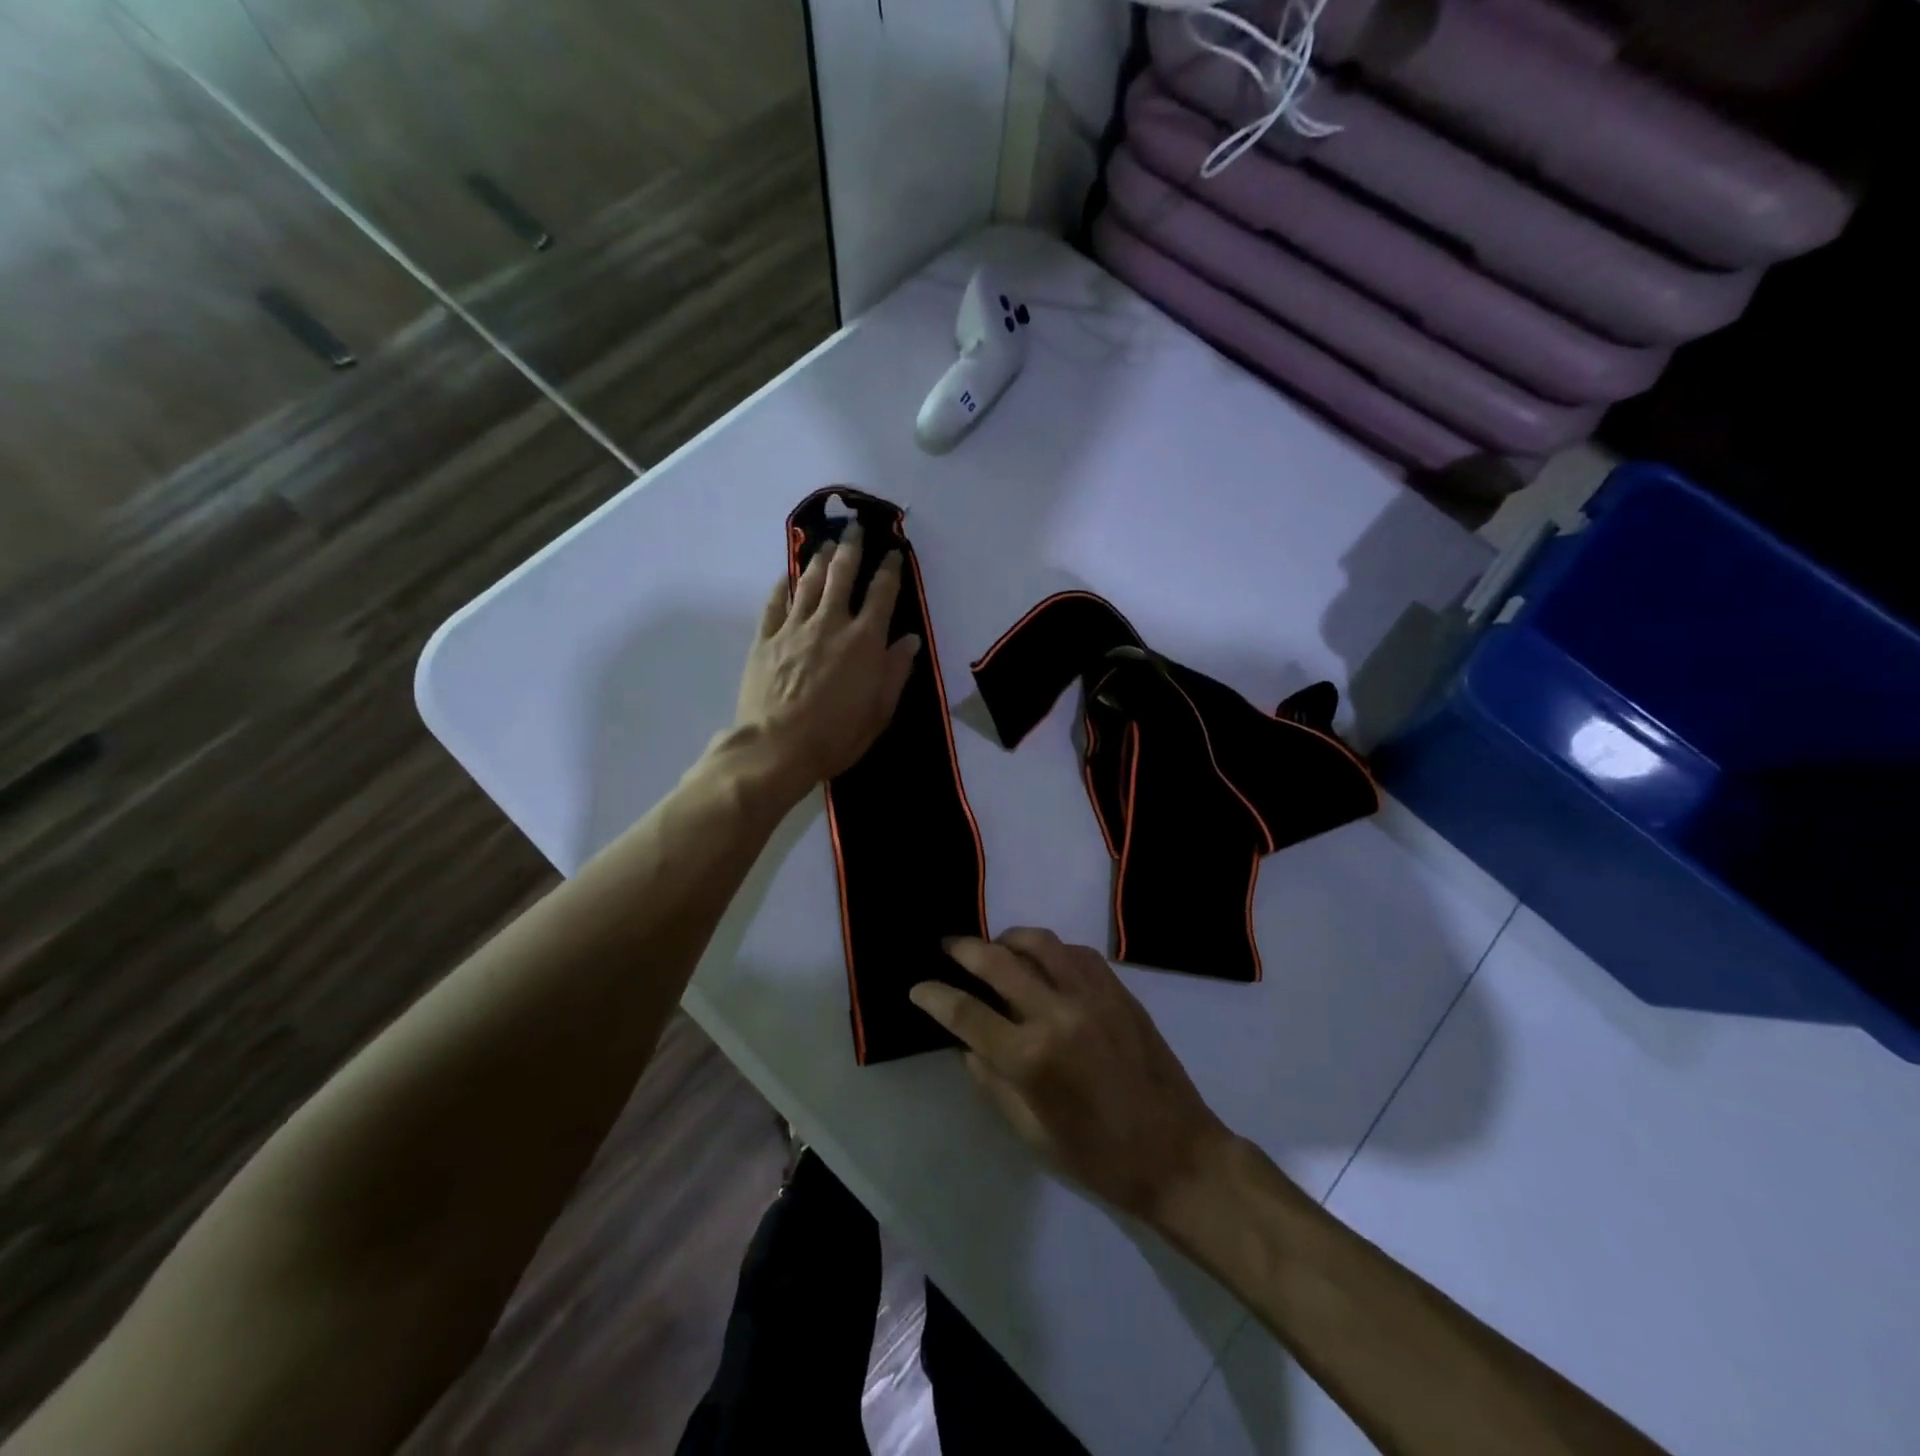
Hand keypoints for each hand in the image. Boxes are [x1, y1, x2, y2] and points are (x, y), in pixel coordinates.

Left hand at [734, 525, 920, 792]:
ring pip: (808, 582)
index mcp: (864, 641)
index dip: (889, 570)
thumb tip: (909, 639)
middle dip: (851, 549)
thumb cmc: (835, 737)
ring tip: (826, 545)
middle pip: (842, 575)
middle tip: (854, 530)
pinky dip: (782, 585)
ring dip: (819, 560)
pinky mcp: (765, 638)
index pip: (881, 594)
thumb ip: (895, 672)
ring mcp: (794, 628)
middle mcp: (830, 624)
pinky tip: (786, 575)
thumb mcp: (879, 711)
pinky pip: (775, 603)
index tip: (893, 552)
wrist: (775, 748)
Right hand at [910, 929, 1232, 1223]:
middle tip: (947, 946)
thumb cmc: (1099, 1158)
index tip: (918, 987)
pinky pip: (1076, 951)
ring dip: (1008, 939)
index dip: (935, 996)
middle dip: (963, 949)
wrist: (1177, 1154)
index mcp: (1032, 1058)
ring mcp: (1092, 995)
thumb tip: (967, 1044)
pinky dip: (1050, 949)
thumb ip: (993, 1082)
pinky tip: (1043, 962)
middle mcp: (1058, 1013)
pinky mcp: (1119, 989)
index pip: (967, 1014)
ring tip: (994, 948)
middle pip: (997, 962)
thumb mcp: (1032, 1134)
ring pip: (1040, 942)